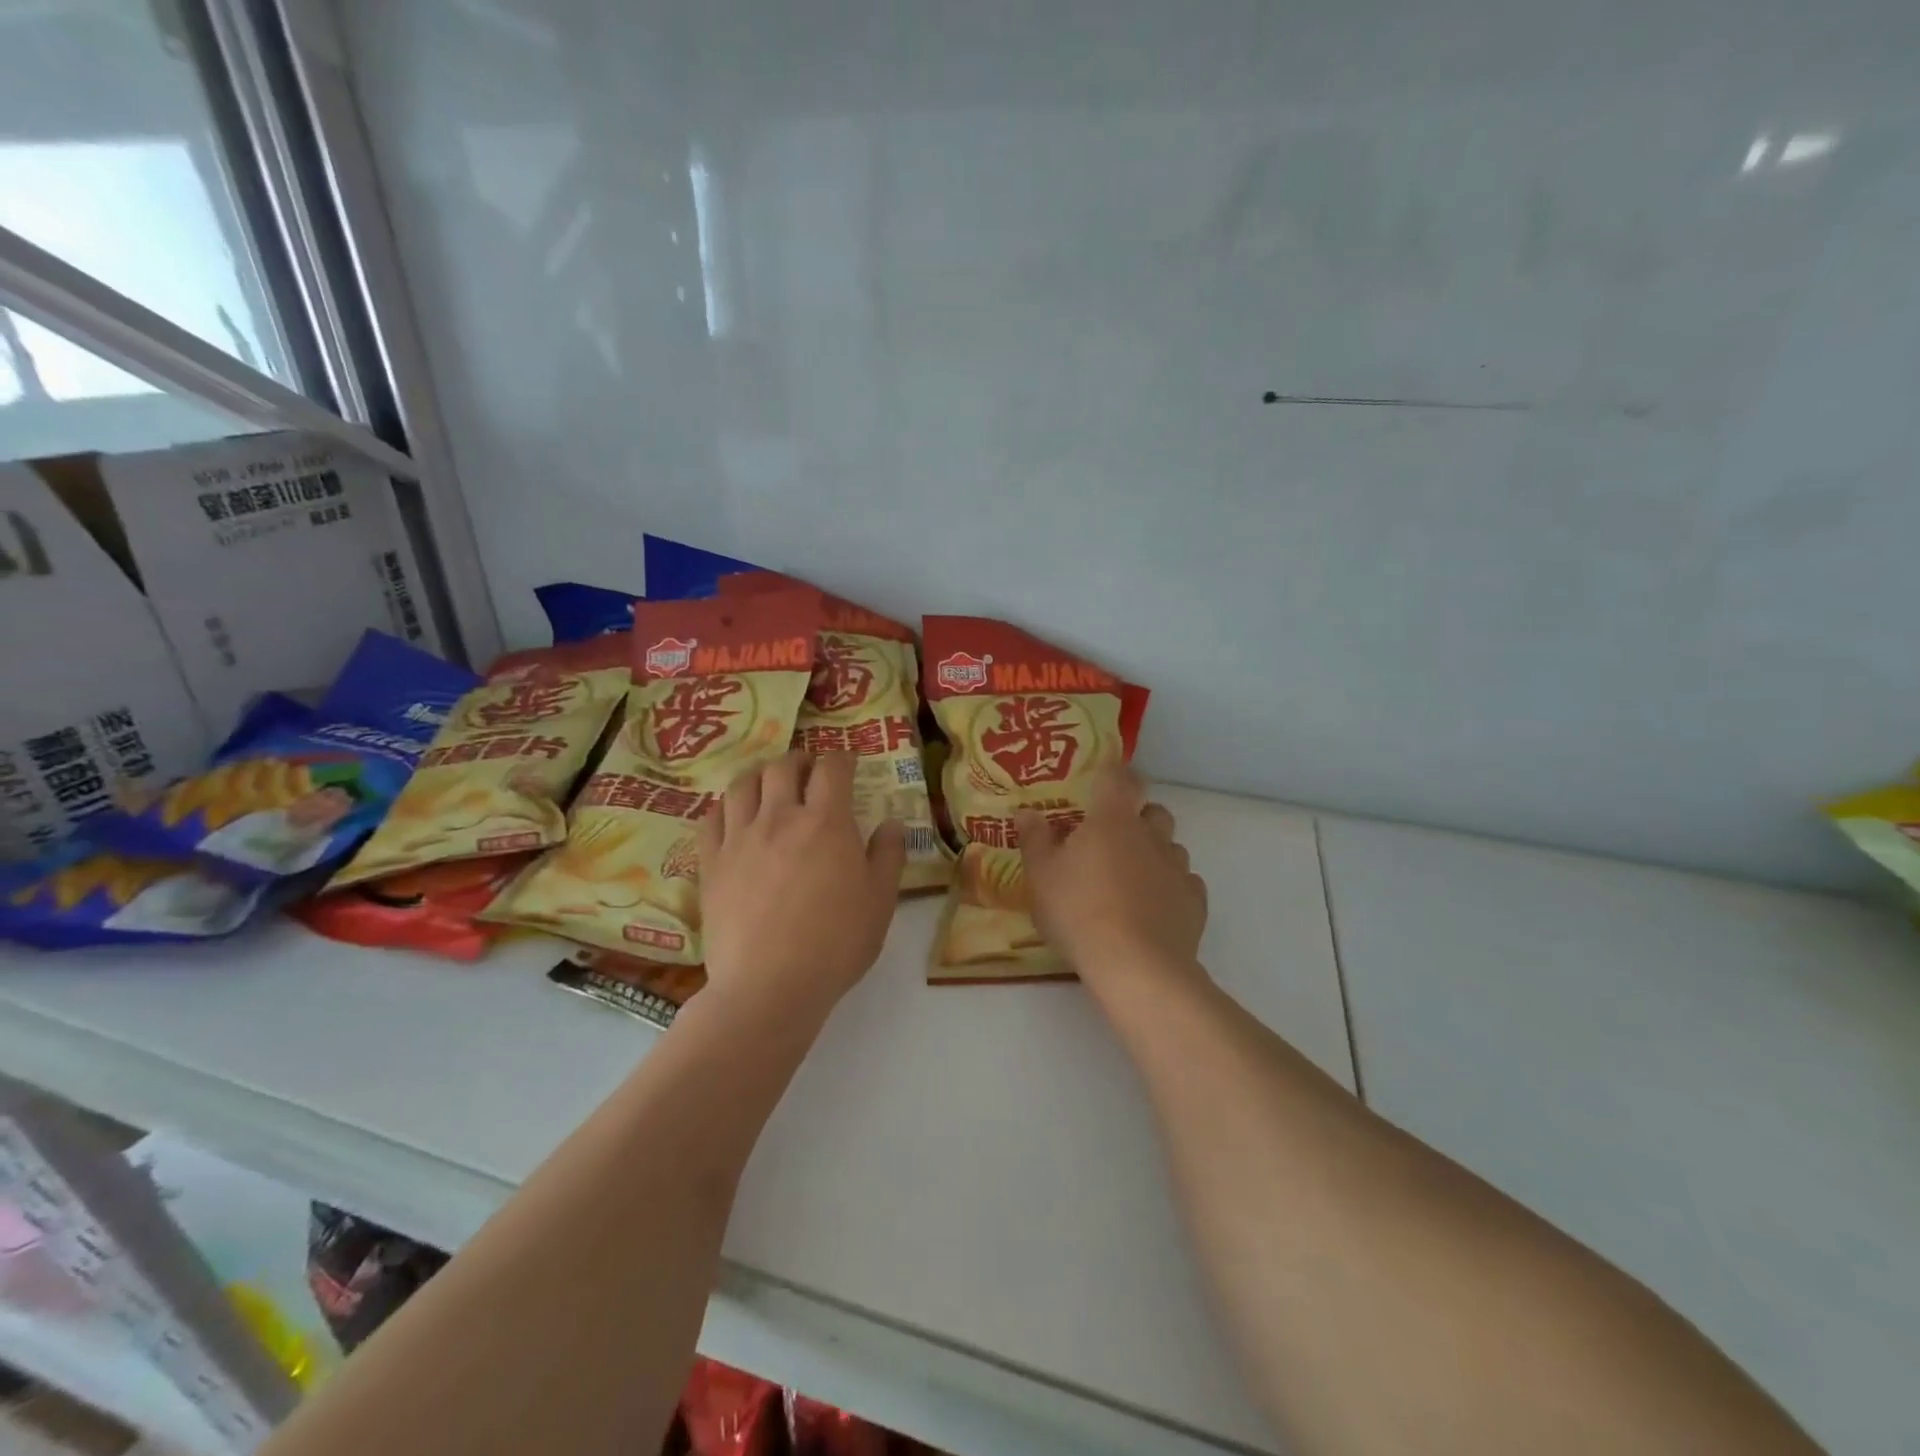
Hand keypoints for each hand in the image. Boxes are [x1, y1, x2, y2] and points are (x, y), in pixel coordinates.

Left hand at [697, 751, 904, 1022]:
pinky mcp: (711, 863)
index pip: (833, 768)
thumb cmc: (835, 943)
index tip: (848, 764)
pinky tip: (733, 815)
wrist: (770, 985)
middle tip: (809, 771)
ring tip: (768, 785)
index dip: (842, 758)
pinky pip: (712, 818)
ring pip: (742, 785)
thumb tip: (892, 823)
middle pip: (783, 767)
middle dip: (800, 760)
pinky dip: (725, 807)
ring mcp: (740, 838)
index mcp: (826, 822)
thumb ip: (888, 856)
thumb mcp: (880, 902)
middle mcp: (780, 817)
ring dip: (760, 776)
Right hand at [1015, 768, 1207, 995]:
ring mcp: (1178, 868)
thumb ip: (1034, 839)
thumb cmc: (1078, 911)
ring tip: (1131, 881)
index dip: (1115, 775)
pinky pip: (1185, 884)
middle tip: (1112, 841)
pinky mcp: (1195, 902)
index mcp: (1113, 819)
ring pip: (1172, 848)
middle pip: (1154, 811)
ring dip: (1155, 854)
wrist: (1135, 965)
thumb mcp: (1041, 876)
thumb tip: (1027, 812)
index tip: (1105, 784)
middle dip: (1138, 819)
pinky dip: (1171, 889)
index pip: (1121, 778)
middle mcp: (1151, 835)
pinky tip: (1153, 910)